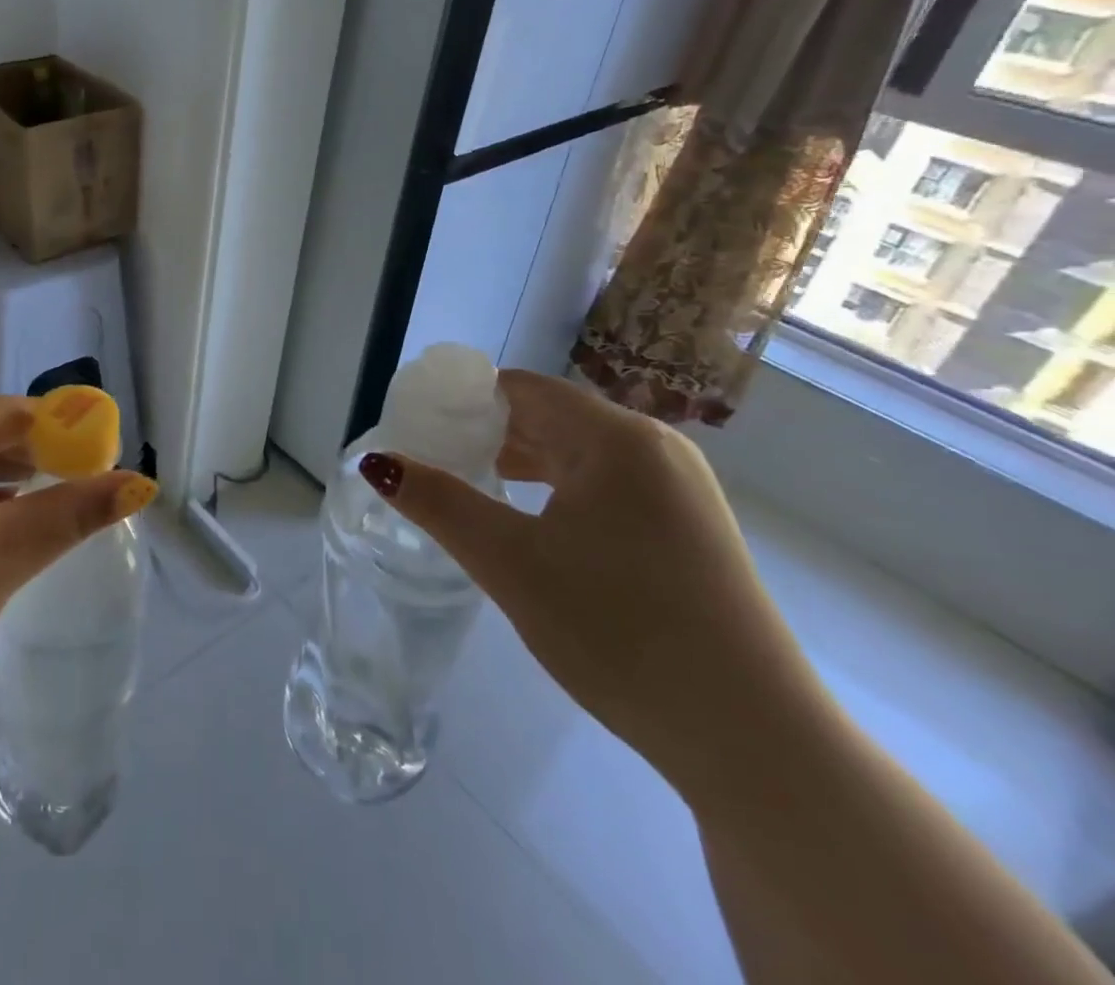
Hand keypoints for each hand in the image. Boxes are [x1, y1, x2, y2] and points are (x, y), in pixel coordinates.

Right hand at [363, 370, 829, 801]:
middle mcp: (655, 448)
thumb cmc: (619, 631)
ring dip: (520, 463)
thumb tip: (377, 462)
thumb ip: (439, 502)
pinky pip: (607, 486)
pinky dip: (558, 491)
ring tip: (468, 486)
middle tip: (431, 458)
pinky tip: (530, 523)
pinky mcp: (690, 529)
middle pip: (550, 417)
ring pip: (579, 454)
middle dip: (486, 432)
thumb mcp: (510, 562)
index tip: (415, 423)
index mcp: (617, 438)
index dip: (463, 399)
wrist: (753, 740)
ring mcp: (680, 490)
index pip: (521, 389)